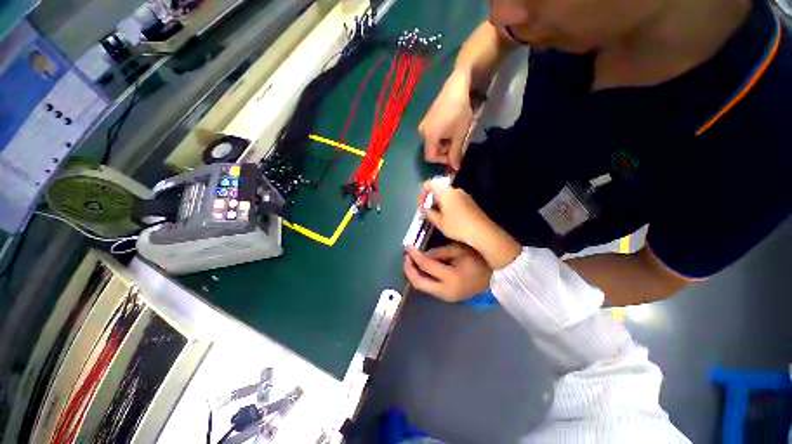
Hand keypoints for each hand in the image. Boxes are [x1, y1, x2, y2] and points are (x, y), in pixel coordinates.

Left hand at [403, 244, 490, 301]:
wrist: (496, 276)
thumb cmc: (478, 258)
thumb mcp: (458, 250)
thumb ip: (438, 252)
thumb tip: (421, 255)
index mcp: (452, 277)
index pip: (426, 266)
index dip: (414, 256)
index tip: (407, 247)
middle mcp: (446, 291)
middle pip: (419, 283)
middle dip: (408, 269)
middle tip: (406, 256)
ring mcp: (447, 297)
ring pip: (423, 287)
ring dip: (414, 274)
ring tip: (411, 261)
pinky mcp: (448, 298)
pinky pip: (430, 288)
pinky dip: (422, 278)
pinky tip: (421, 268)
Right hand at [418, 70, 473, 169]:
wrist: (456, 86)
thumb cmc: (459, 111)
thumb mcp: (460, 134)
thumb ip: (455, 153)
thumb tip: (455, 168)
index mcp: (429, 137)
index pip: (430, 157)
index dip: (442, 160)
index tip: (453, 156)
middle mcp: (422, 132)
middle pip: (430, 151)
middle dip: (443, 152)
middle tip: (456, 145)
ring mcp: (423, 125)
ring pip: (431, 143)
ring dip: (442, 145)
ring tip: (455, 136)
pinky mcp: (426, 120)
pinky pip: (431, 135)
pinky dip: (440, 138)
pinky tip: (450, 129)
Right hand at [418, 181, 492, 246]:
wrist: (483, 232)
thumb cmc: (457, 226)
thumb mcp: (440, 222)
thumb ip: (429, 213)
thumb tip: (423, 209)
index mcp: (445, 192)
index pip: (429, 184)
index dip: (422, 194)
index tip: (421, 206)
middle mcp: (455, 190)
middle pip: (438, 189)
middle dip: (430, 200)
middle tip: (427, 213)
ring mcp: (464, 195)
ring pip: (446, 195)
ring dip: (439, 203)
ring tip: (437, 216)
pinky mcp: (469, 201)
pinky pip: (454, 199)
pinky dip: (447, 205)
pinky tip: (448, 217)